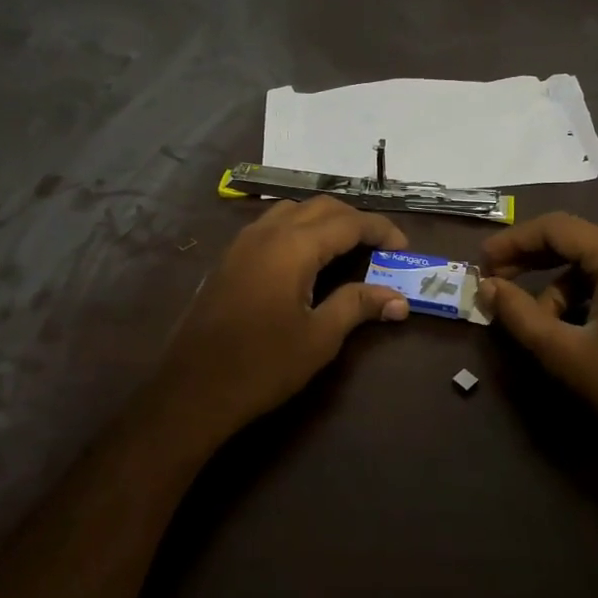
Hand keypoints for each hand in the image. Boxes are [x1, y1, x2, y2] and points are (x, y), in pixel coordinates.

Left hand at [154, 197, 409, 440]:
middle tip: (379, 246)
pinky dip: (297, 229)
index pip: (348, 222)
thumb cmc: (263, 365)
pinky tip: (305, 259)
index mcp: (293, 247)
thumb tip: (399, 300)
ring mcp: (242, 244)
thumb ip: (357, 306)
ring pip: (291, 211)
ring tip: (345, 248)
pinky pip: (270, 226)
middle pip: (319, 207)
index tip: (403, 247)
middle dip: (354, 219)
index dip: (380, 230)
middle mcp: (267, 233)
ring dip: (323, 220)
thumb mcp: (319, 337)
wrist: (194, 389)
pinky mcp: (229, 260)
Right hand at [479, 213, 597, 469]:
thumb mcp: (562, 351)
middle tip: (495, 285)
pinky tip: (571, 330)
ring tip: (538, 328)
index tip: (481, 263)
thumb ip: (518, 313)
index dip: (512, 241)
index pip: (556, 228)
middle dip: (531, 262)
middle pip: (575, 242)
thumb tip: (487, 287)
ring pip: (593, 267)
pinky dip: (584, 299)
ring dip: (557, 290)